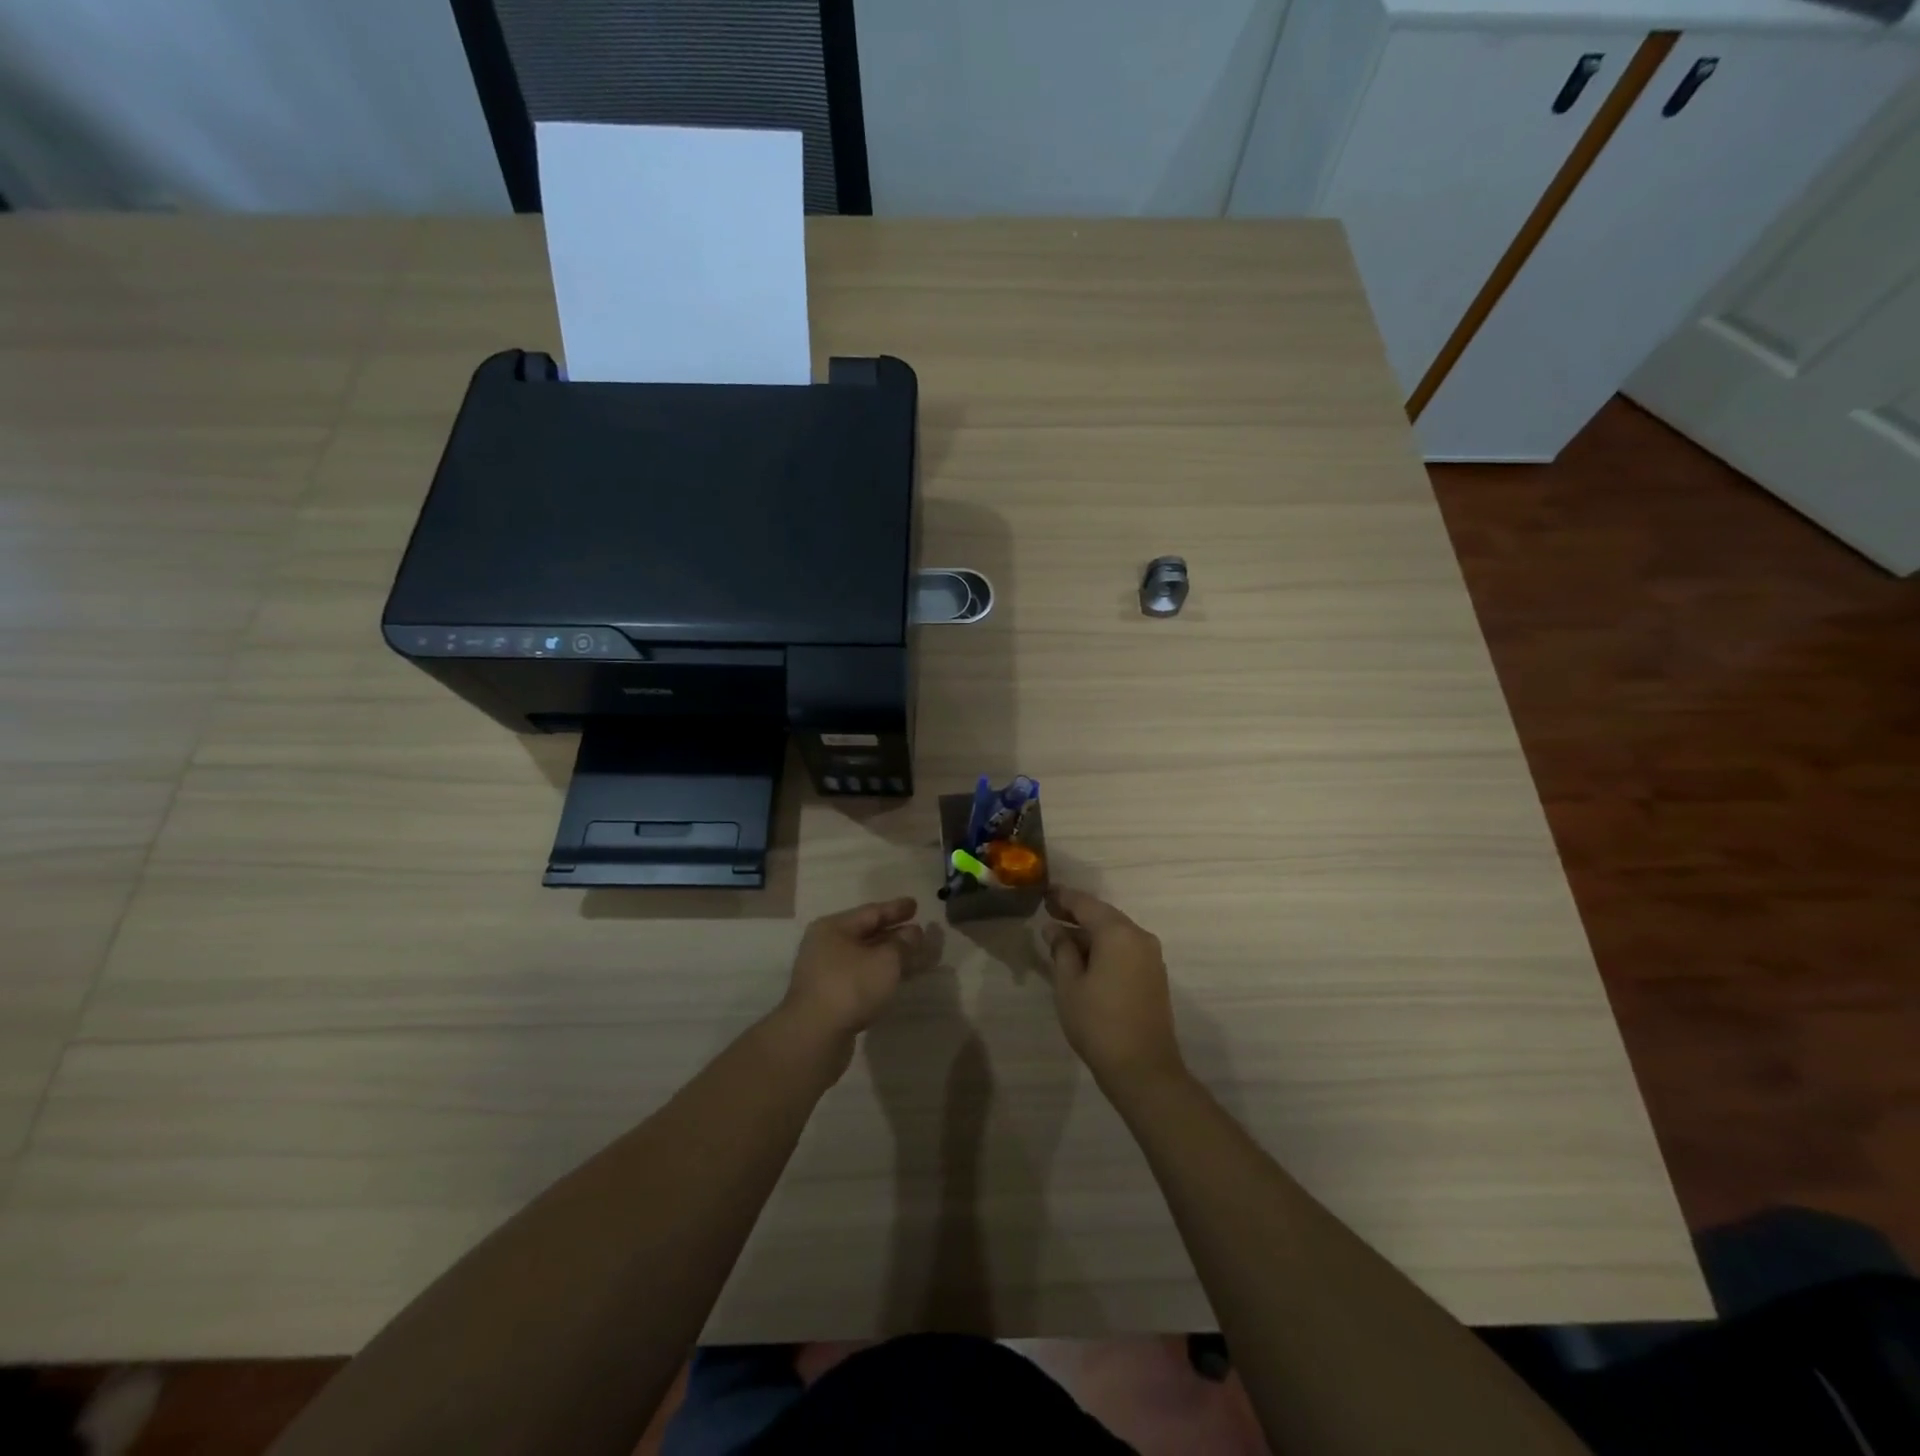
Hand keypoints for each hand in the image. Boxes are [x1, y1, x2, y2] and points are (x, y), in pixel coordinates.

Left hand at [776, 898, 922, 1067]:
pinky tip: (895, 979)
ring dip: (889, 956)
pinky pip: (860, 977)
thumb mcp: (885, 961)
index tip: (916, 905)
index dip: (896, 909)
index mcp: (834, 928)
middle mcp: (825, 945)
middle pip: (866, 934)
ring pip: (864, 957)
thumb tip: (913, 932)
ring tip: (914, 955)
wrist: (814, 1037)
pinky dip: (879, 975)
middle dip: (894, 933)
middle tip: (918, 930)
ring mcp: (825, 973)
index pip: (871, 912)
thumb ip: (903, 944)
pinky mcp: (829, 997)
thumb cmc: (850, 987)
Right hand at [1044, 888, 1184, 1090]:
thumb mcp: (1069, 984)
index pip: (1085, 904)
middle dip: (1076, 913)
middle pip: (1103, 915)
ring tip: (1061, 935)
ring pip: (1115, 932)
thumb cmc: (1098, 1023)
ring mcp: (1151, 956)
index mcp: (1117, 933)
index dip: (1063, 898)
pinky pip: (1125, 948)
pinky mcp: (1154, 974)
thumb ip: (1061, 950)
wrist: (1143, 1069)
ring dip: (1090, 931)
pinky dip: (1105, 946)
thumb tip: (1054, 929)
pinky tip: (1085, 956)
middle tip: (1049, 912)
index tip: (1044, 894)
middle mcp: (1139, 936)